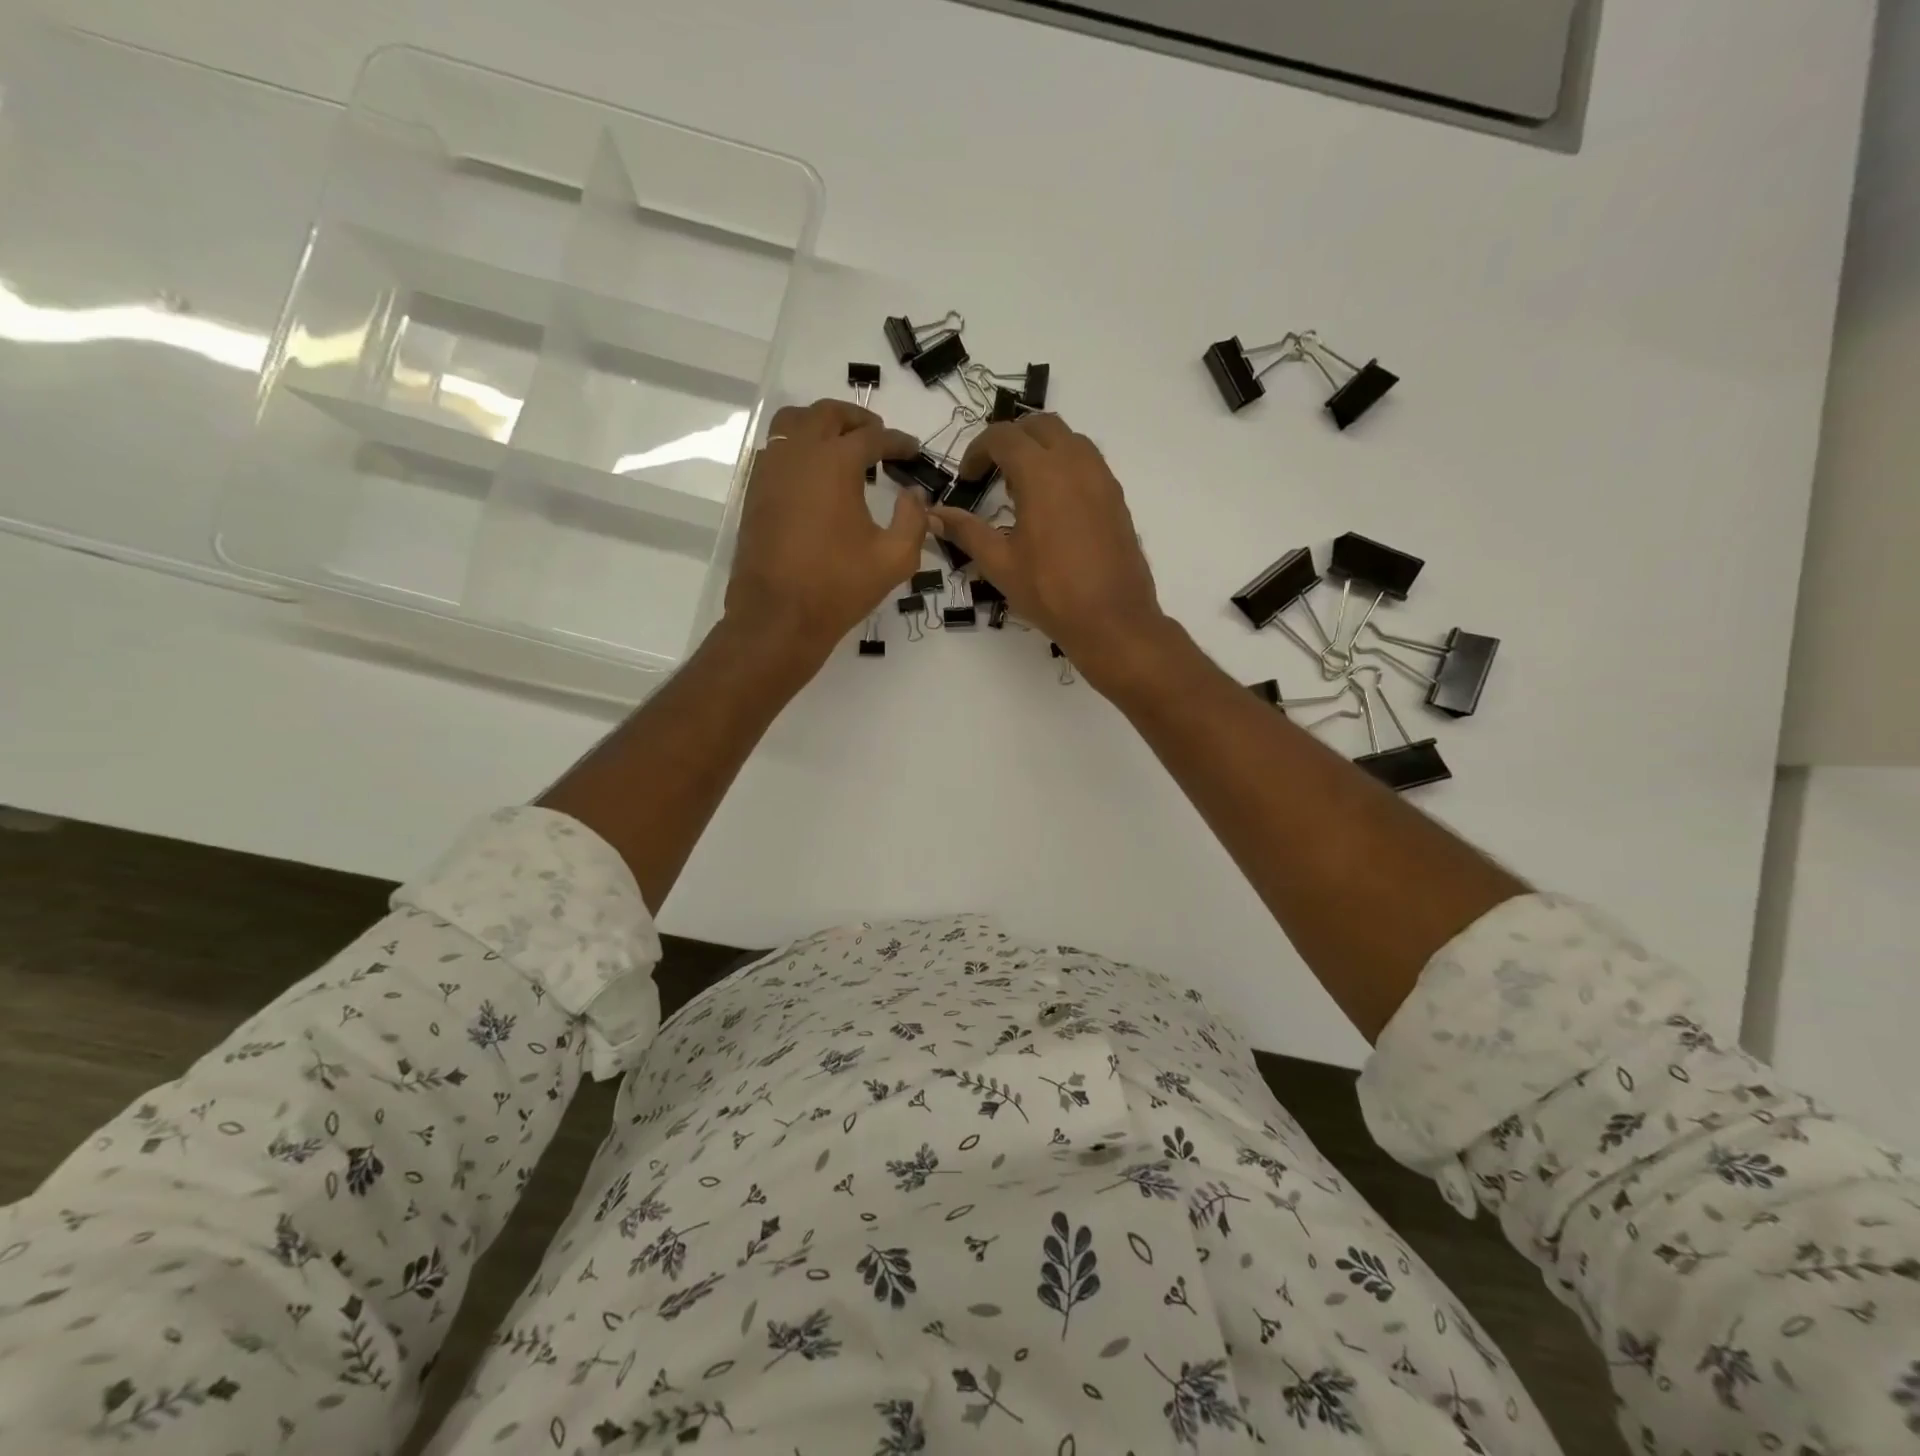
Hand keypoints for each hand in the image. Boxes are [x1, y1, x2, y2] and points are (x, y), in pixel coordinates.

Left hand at [723, 399, 925, 662]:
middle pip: (827, 414)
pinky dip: (797, 447)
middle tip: (878, 435)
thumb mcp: (895, 558)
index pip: (873, 437)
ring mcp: (770, 470)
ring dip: (821, 424)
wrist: (778, 616)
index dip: (898, 442)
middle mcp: (799, 454)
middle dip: (857, 419)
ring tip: (841, 444)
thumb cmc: (839, 587)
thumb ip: (913, 520)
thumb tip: (916, 497)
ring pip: (793, 423)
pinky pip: (775, 450)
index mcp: (835, 463)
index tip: (913, 451)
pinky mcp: (754, 492)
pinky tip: (813, 473)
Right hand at [930, 414, 1172, 680]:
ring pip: (1068, 439)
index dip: (977, 451)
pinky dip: (1065, 466)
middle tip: (992, 474)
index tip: (966, 479)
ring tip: (1023, 487)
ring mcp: (1101, 477)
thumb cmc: (1050, 592)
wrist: (1112, 619)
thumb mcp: (999, 563)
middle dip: (1010, 440)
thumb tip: (934, 515)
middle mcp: (1074, 462)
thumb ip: (966, 531)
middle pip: (1039, 425)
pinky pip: (1088, 462)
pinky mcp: (1116, 497)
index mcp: (1041, 473)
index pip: (1003, 436)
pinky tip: (1053, 506)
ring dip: (1041, 448)